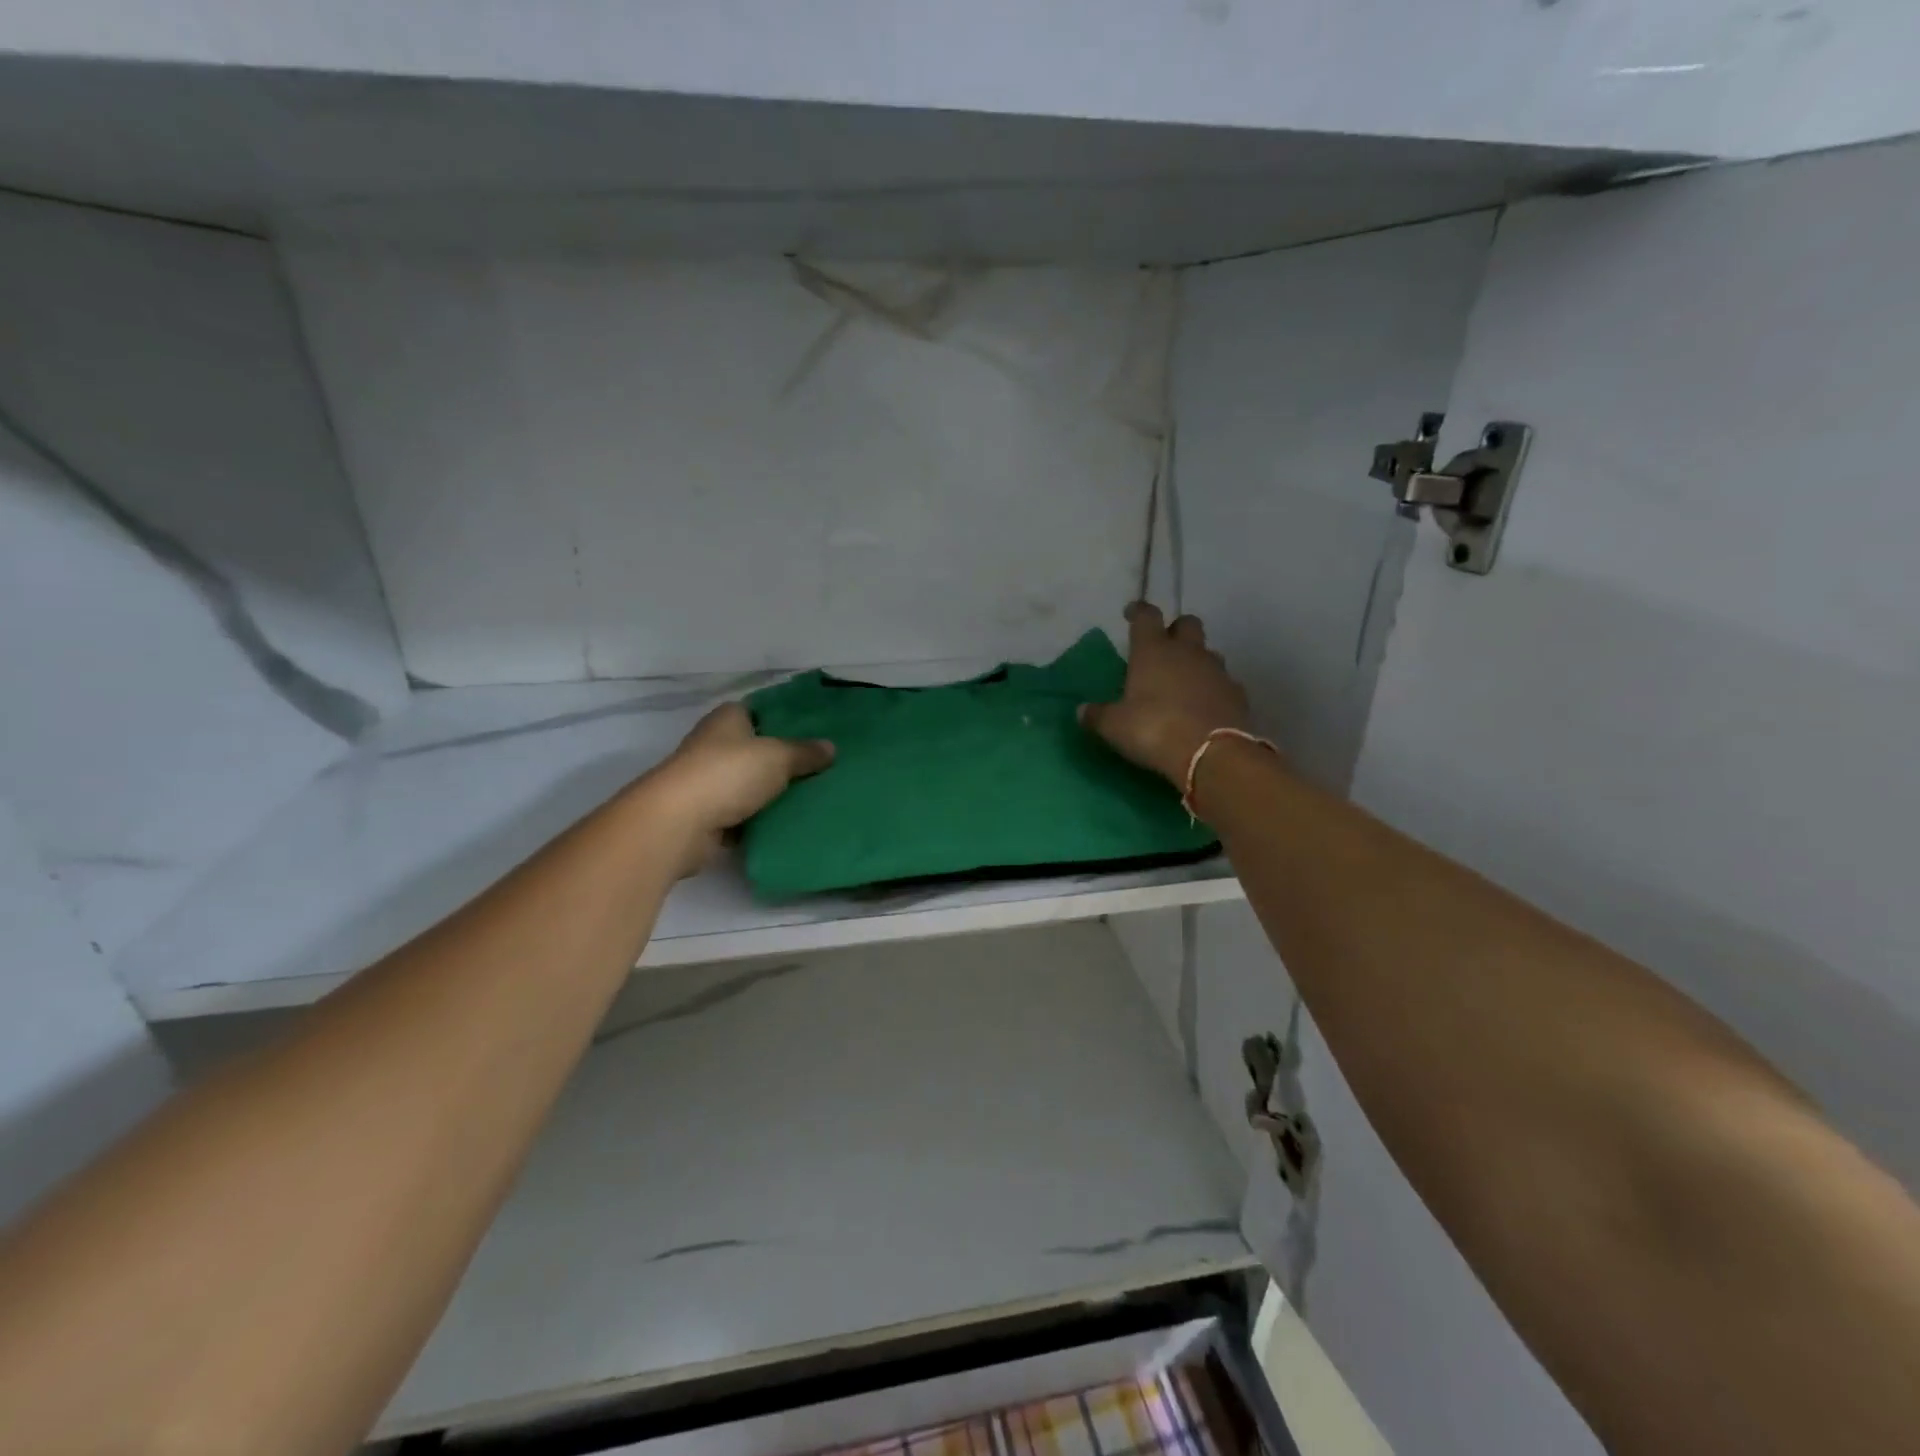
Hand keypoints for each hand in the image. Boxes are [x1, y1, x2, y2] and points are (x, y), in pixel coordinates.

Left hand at [644, 703, 834, 874]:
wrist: (678, 823)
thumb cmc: (728, 774)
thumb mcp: (778, 757)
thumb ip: (806, 752)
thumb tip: (831, 748)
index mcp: (727, 719)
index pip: (759, 711)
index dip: (785, 720)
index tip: (815, 732)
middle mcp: (713, 745)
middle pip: (756, 749)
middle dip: (783, 759)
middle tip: (821, 767)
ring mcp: (707, 781)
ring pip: (749, 783)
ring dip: (771, 792)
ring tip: (811, 797)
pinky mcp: (705, 814)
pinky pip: (741, 814)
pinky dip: (758, 820)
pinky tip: (786, 824)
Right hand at [1080, 603, 1256, 786]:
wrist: (1212, 754)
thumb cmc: (1154, 729)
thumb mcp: (1114, 726)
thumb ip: (1097, 715)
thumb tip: (1082, 710)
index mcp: (1153, 651)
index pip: (1146, 616)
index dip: (1138, 611)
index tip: (1131, 613)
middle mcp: (1187, 653)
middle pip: (1187, 624)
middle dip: (1176, 630)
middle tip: (1164, 647)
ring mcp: (1217, 672)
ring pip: (1208, 653)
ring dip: (1196, 661)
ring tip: (1183, 682)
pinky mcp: (1238, 695)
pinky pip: (1224, 683)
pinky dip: (1213, 690)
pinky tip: (1204, 707)